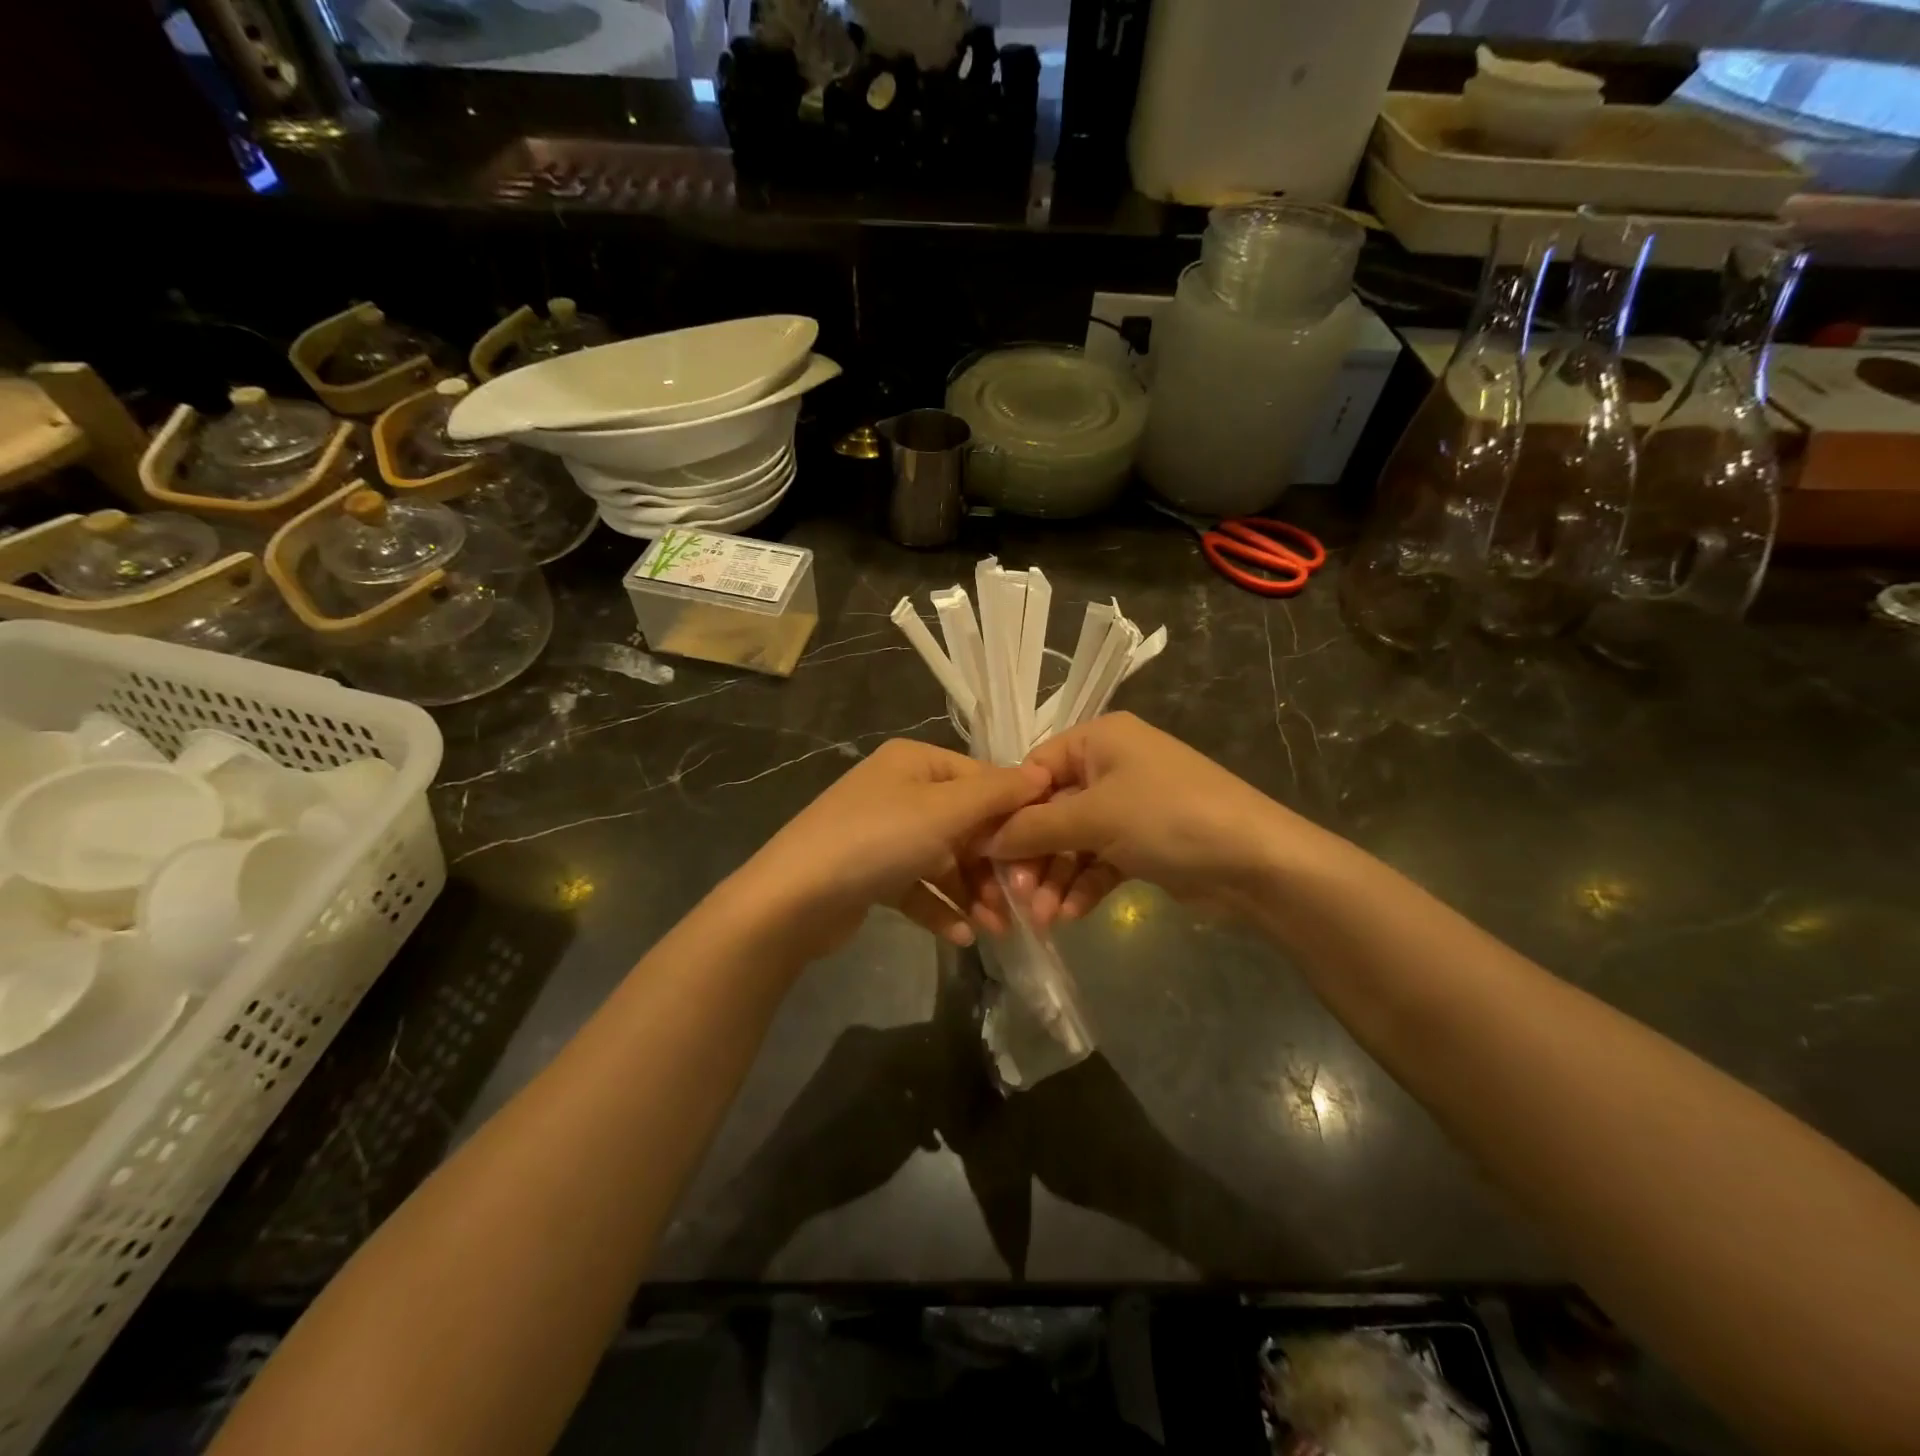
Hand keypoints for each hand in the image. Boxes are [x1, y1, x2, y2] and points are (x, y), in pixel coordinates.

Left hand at [742, 738, 1049, 955]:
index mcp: (915, 762)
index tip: (1044, 851)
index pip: (982, 779)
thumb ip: (997, 793)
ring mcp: (885, 833)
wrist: (793, 899)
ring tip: (996, 929)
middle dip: (994, 865)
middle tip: (1020, 904)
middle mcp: (901, 791)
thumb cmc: (877, 840)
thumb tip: (1042, 773)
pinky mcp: (874, 873)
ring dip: (972, 893)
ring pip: (945, 860)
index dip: (1015, 813)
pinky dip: (941, 908)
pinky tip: (961, 936)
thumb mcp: (944, 811)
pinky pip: (919, 886)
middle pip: (965, 824)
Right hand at [987, 712, 1309, 929]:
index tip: (985, 853)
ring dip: (1055, 879)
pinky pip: (1098, 861)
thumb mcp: (1095, 817)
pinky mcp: (1143, 843)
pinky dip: (1083, 886)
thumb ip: (1034, 828)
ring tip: (1042, 920)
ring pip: (1073, 842)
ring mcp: (1128, 806)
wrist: (1256, 862)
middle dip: (1034, 857)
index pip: (1034, 770)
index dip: (1009, 812)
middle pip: (1052, 811)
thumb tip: (983, 839)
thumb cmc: (1168, 818)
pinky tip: (1070, 917)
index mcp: (1099, 740)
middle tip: (1015, 899)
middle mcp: (1110, 766)